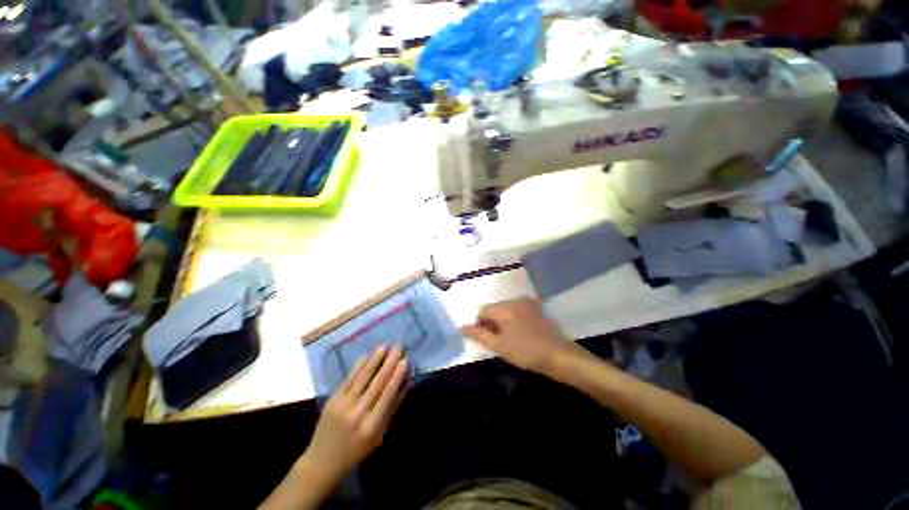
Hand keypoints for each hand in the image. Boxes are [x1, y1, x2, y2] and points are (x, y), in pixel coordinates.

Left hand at [300, 345, 408, 480]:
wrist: (321, 462)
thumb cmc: (356, 451)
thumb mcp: (379, 436)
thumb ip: (392, 409)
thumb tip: (406, 385)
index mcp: (372, 426)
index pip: (388, 395)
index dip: (397, 376)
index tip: (405, 360)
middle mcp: (358, 414)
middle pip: (377, 383)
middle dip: (389, 363)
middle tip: (398, 347)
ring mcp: (343, 405)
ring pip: (362, 377)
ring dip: (375, 360)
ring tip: (384, 346)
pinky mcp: (332, 399)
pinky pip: (348, 379)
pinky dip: (358, 366)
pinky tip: (367, 355)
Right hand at [461, 298, 589, 377]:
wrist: (560, 356)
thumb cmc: (527, 352)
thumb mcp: (500, 346)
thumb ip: (479, 335)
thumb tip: (462, 327)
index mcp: (505, 308)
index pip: (483, 311)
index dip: (479, 325)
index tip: (485, 339)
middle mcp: (515, 300)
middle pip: (495, 309)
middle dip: (492, 323)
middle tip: (497, 341)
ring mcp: (528, 304)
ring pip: (506, 310)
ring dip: (503, 321)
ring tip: (509, 339)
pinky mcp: (537, 309)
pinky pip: (518, 311)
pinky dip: (514, 320)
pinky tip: (521, 333)